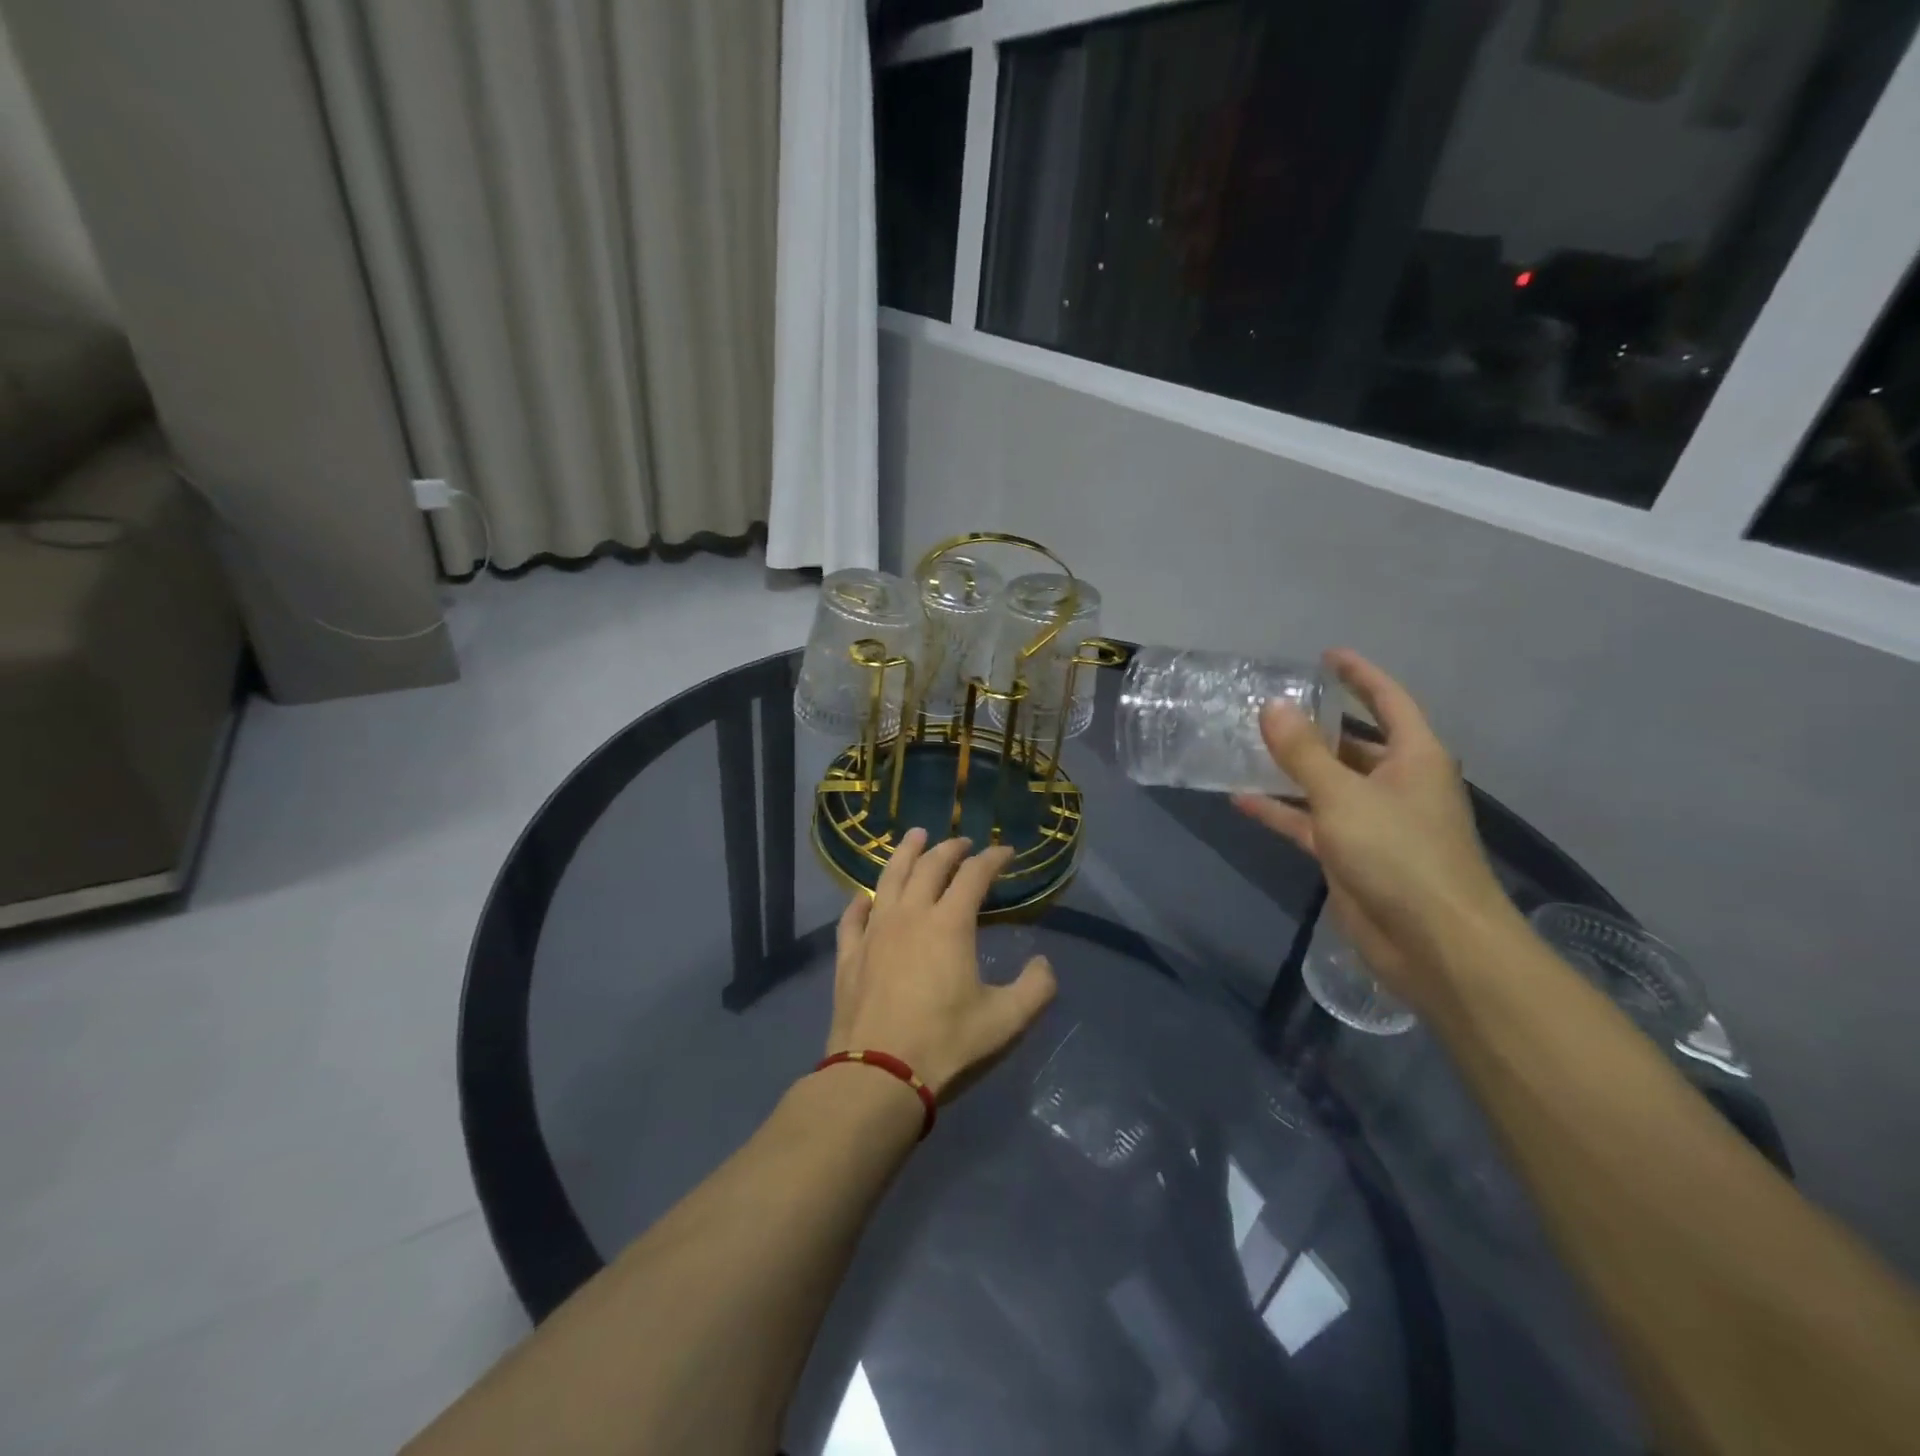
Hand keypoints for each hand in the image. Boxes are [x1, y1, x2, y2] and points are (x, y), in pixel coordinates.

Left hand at [826, 829, 1057, 1098]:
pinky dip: (861, 901)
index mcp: (949, 924)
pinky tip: (864, 896)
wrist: (878, 1076)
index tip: (1006, 853)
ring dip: (905, 854)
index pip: (974, 875)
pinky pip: (853, 917)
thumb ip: (1036, 989)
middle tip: (963, 843)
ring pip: (889, 879)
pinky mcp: (849, 955)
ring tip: (915, 837)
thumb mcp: (1006, 1021)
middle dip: (951, 849)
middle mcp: (910, 915)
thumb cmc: (946, 1044)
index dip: (993, 859)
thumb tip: (1045, 964)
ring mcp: (874, 932)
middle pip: (930, 867)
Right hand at [1233, 649, 1516, 1005]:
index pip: (1387, 701)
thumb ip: (1303, 752)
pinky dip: (1280, 810)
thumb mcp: (1344, 795)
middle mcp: (1396, 783)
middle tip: (1268, 706)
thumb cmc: (1399, 854)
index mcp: (1414, 757)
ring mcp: (1373, 821)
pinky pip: (1310, 821)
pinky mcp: (1351, 854)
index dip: (1359, 675)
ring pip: (1326, 783)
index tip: (1325, 656)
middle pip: (1352, 743)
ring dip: (1291, 768)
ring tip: (1246, 745)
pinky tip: (1240, 798)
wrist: (1433, 943)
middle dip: (1314, 725)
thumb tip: (1271, 706)